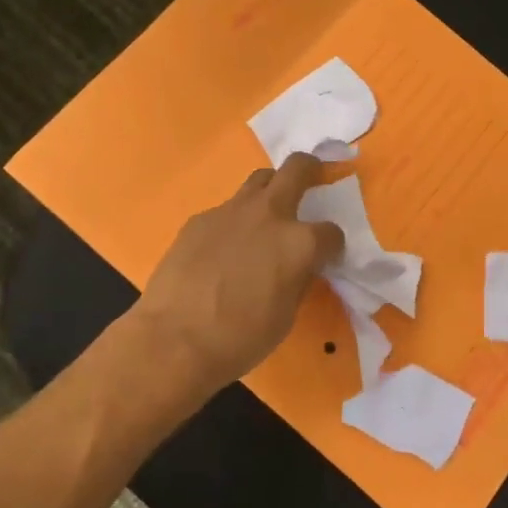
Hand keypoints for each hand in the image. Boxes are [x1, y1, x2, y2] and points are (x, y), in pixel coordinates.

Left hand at [133, 153, 344, 395]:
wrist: (175, 338)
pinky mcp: (199, 219)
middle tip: (312, 178)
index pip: (331, 232)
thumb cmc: (240, 338)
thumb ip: (298, 279)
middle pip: (297, 169)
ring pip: (259, 180)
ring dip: (270, 189)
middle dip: (310, 169)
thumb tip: (299, 267)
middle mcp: (269, 214)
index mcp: (300, 243)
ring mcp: (231, 211)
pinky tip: (222, 249)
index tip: (326, 257)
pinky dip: (234, 221)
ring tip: (267, 213)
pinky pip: (226, 210)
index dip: (332, 246)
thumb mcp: (286, 314)